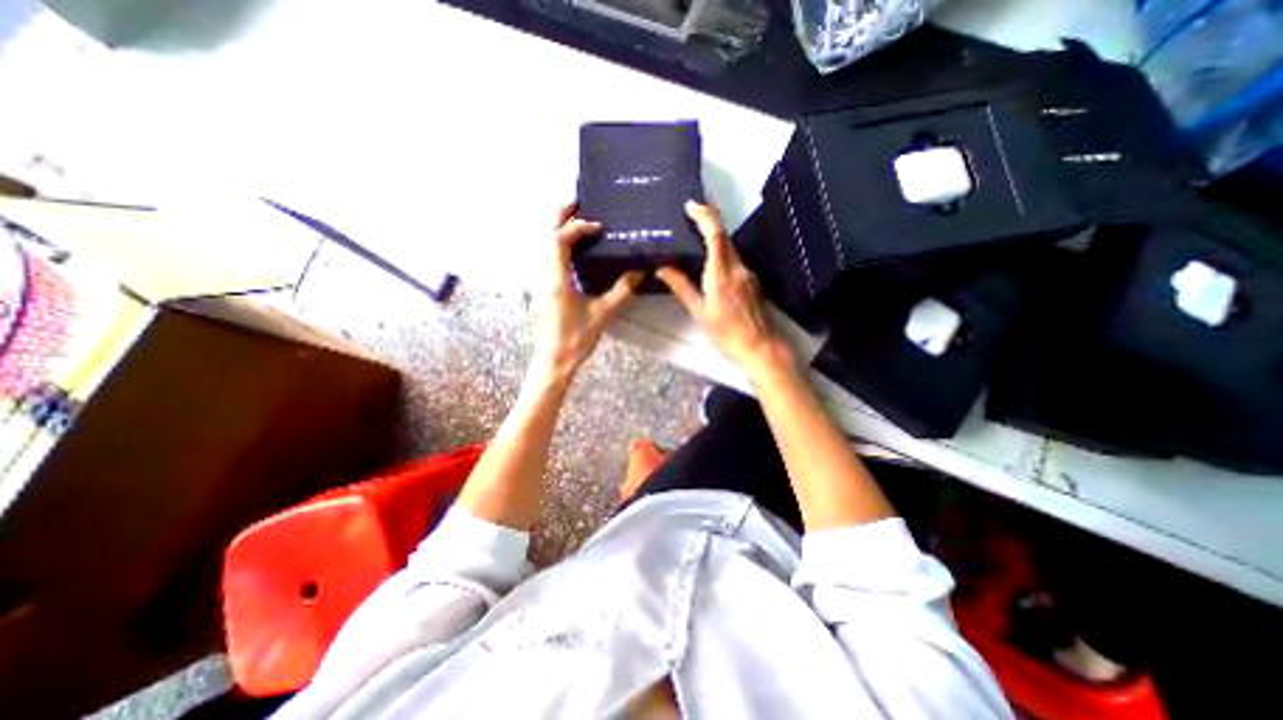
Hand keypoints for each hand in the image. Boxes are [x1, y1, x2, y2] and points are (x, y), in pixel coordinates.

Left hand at [538, 203, 646, 376]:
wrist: (555, 359)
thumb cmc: (575, 338)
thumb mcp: (602, 314)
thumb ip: (620, 292)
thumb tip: (638, 273)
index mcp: (557, 279)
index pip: (559, 240)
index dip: (576, 227)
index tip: (597, 226)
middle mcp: (545, 275)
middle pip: (546, 236)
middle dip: (560, 217)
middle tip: (577, 203)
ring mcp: (543, 282)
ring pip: (546, 246)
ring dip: (559, 229)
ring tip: (578, 220)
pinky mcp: (546, 289)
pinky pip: (550, 258)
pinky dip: (561, 245)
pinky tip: (576, 250)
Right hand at [660, 198, 792, 381]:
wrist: (759, 347)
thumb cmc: (725, 333)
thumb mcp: (699, 312)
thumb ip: (682, 287)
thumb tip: (663, 268)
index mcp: (721, 275)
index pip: (715, 236)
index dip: (704, 216)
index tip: (691, 205)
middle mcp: (738, 268)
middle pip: (725, 235)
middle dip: (710, 218)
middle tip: (692, 209)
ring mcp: (748, 273)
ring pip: (730, 246)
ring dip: (715, 235)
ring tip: (698, 229)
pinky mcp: (752, 280)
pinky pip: (735, 258)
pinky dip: (722, 251)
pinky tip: (712, 257)